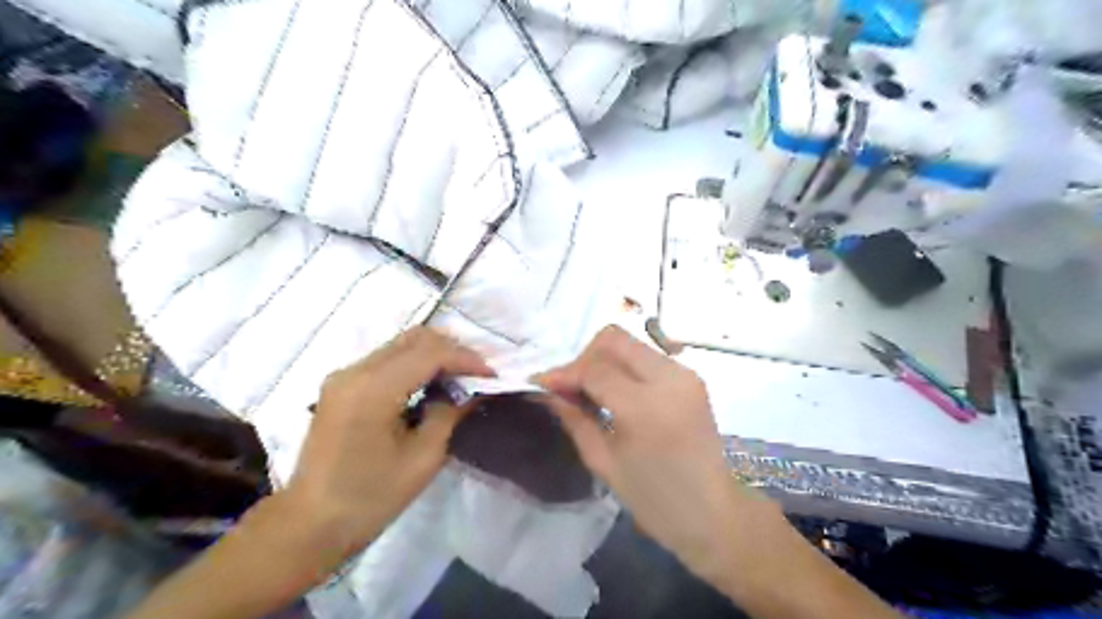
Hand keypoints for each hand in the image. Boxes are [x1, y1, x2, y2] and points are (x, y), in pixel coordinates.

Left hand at [283, 329, 495, 565]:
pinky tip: (431, 384)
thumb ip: (450, 413)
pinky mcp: (341, 384)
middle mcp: (354, 371)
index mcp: (372, 390)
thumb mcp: (423, 458)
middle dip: (453, 350)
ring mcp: (344, 375)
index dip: (466, 358)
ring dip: (435, 354)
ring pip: (401, 344)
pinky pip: (387, 359)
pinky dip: (415, 363)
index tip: (492, 375)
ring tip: (460, 378)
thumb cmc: (370, 498)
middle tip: (478, 374)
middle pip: (414, 338)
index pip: (429, 352)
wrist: (310, 525)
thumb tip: (473, 389)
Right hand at [532, 330, 767, 578]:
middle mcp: (669, 378)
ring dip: (604, 359)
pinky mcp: (691, 377)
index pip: (594, 369)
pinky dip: (624, 366)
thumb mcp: (604, 462)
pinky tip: (616, 392)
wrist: (713, 513)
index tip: (542, 384)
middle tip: (570, 386)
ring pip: (631, 343)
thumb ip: (575, 419)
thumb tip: (548, 391)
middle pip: (614, 339)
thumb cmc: (654, 499)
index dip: (563, 373)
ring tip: (591, 391)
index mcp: (645, 406)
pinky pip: (647, 356)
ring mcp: (684, 374)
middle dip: (584, 357)